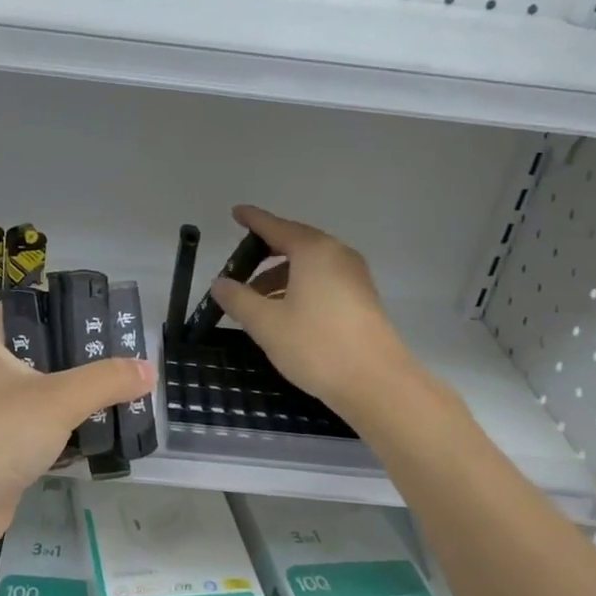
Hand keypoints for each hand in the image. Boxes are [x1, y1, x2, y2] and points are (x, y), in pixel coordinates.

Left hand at [0, 309, 152, 568]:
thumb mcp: (58, 398)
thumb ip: (106, 380)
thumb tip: (148, 369)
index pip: (28, 308)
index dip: (65, 305)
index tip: (107, 313)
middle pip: (45, 353)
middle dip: (87, 356)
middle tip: (130, 356)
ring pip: (49, 394)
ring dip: (85, 396)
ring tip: (130, 390)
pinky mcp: (8, 450)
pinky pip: (49, 430)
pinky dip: (75, 430)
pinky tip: (109, 430)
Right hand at [210, 204, 418, 420]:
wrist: (375, 382)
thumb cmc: (316, 345)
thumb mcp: (266, 323)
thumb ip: (239, 299)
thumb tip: (219, 283)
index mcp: (313, 251)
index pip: (276, 227)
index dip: (253, 220)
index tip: (236, 213)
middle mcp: (337, 255)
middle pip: (295, 245)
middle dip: (265, 255)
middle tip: (238, 269)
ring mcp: (354, 277)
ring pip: (309, 267)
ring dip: (280, 278)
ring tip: (255, 302)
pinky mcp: (362, 299)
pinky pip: (323, 282)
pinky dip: (299, 289)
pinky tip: (284, 313)